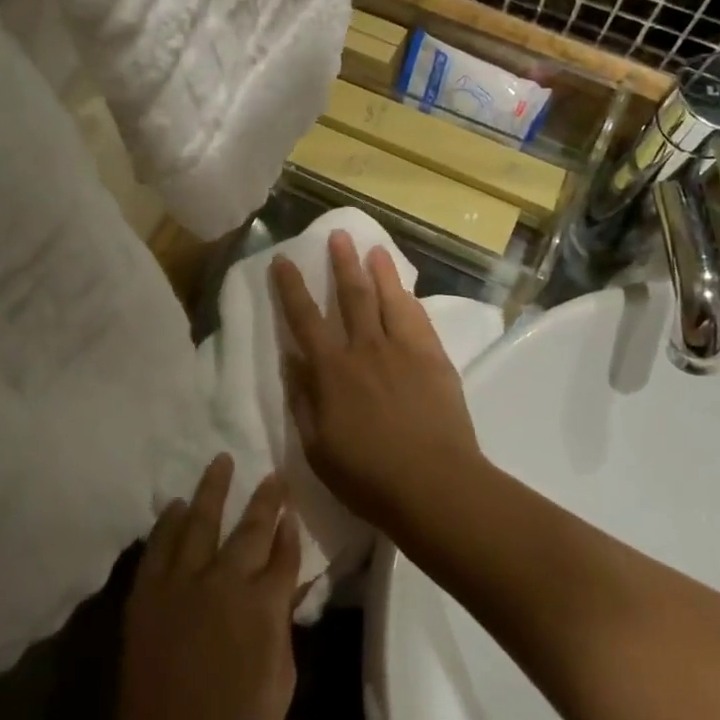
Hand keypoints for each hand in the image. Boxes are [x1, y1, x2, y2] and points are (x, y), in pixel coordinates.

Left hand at [114, 454, 300, 719]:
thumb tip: (289, 583)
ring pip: (201, 521)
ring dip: (213, 489)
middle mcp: (225, 582)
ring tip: (221, 460)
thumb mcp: (281, 680)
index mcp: (263, 606)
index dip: (290, 528)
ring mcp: (183, 583)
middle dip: (265, 498)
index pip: (284, 553)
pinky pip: (159, 545)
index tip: (292, 507)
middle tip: (272, 474)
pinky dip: (169, 521)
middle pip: (250, 528)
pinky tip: (176, 504)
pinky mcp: (149, 592)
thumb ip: (284, 623)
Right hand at [271, 230, 483, 533]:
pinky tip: (405, 289)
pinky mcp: (434, 357)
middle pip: (351, 295)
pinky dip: (408, 298)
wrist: (435, 484)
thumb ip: (303, 400)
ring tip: (373, 247)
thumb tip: (291, 360)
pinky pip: (418, 318)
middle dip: (341, 263)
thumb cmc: (368, 476)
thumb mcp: (318, 447)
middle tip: (337, 235)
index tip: (284, 260)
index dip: (291, 288)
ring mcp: (403, 349)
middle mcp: (366, 348)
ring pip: (388, 298)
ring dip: (379, 270)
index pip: (305, 319)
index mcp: (332, 371)